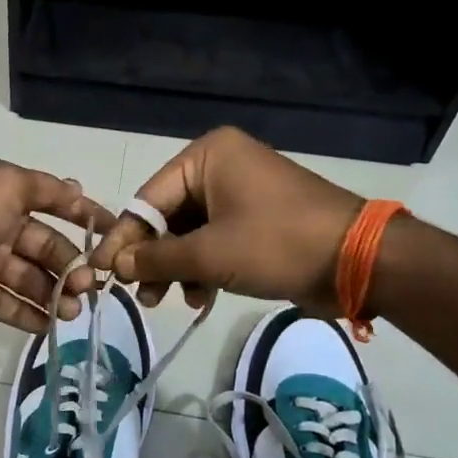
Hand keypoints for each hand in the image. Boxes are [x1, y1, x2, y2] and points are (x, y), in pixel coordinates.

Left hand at [0, 160, 119, 331]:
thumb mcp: (6, 185)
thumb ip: (44, 191)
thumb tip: (76, 188)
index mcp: (7, 193)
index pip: (55, 201)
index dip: (86, 214)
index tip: (117, 233)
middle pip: (45, 246)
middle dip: (71, 266)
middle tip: (90, 290)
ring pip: (28, 277)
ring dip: (53, 294)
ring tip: (72, 313)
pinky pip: (3, 302)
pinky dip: (25, 314)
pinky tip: (48, 327)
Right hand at [92, 128, 364, 313]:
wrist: (358, 261)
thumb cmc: (277, 243)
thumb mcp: (209, 254)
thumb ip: (156, 259)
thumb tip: (114, 264)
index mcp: (207, 157)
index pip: (148, 198)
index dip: (123, 238)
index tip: (100, 269)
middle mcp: (221, 167)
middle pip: (168, 216)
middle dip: (152, 258)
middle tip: (137, 293)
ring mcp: (241, 194)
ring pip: (190, 233)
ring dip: (176, 269)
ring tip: (164, 301)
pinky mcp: (257, 220)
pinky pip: (215, 241)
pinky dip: (203, 269)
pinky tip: (200, 298)